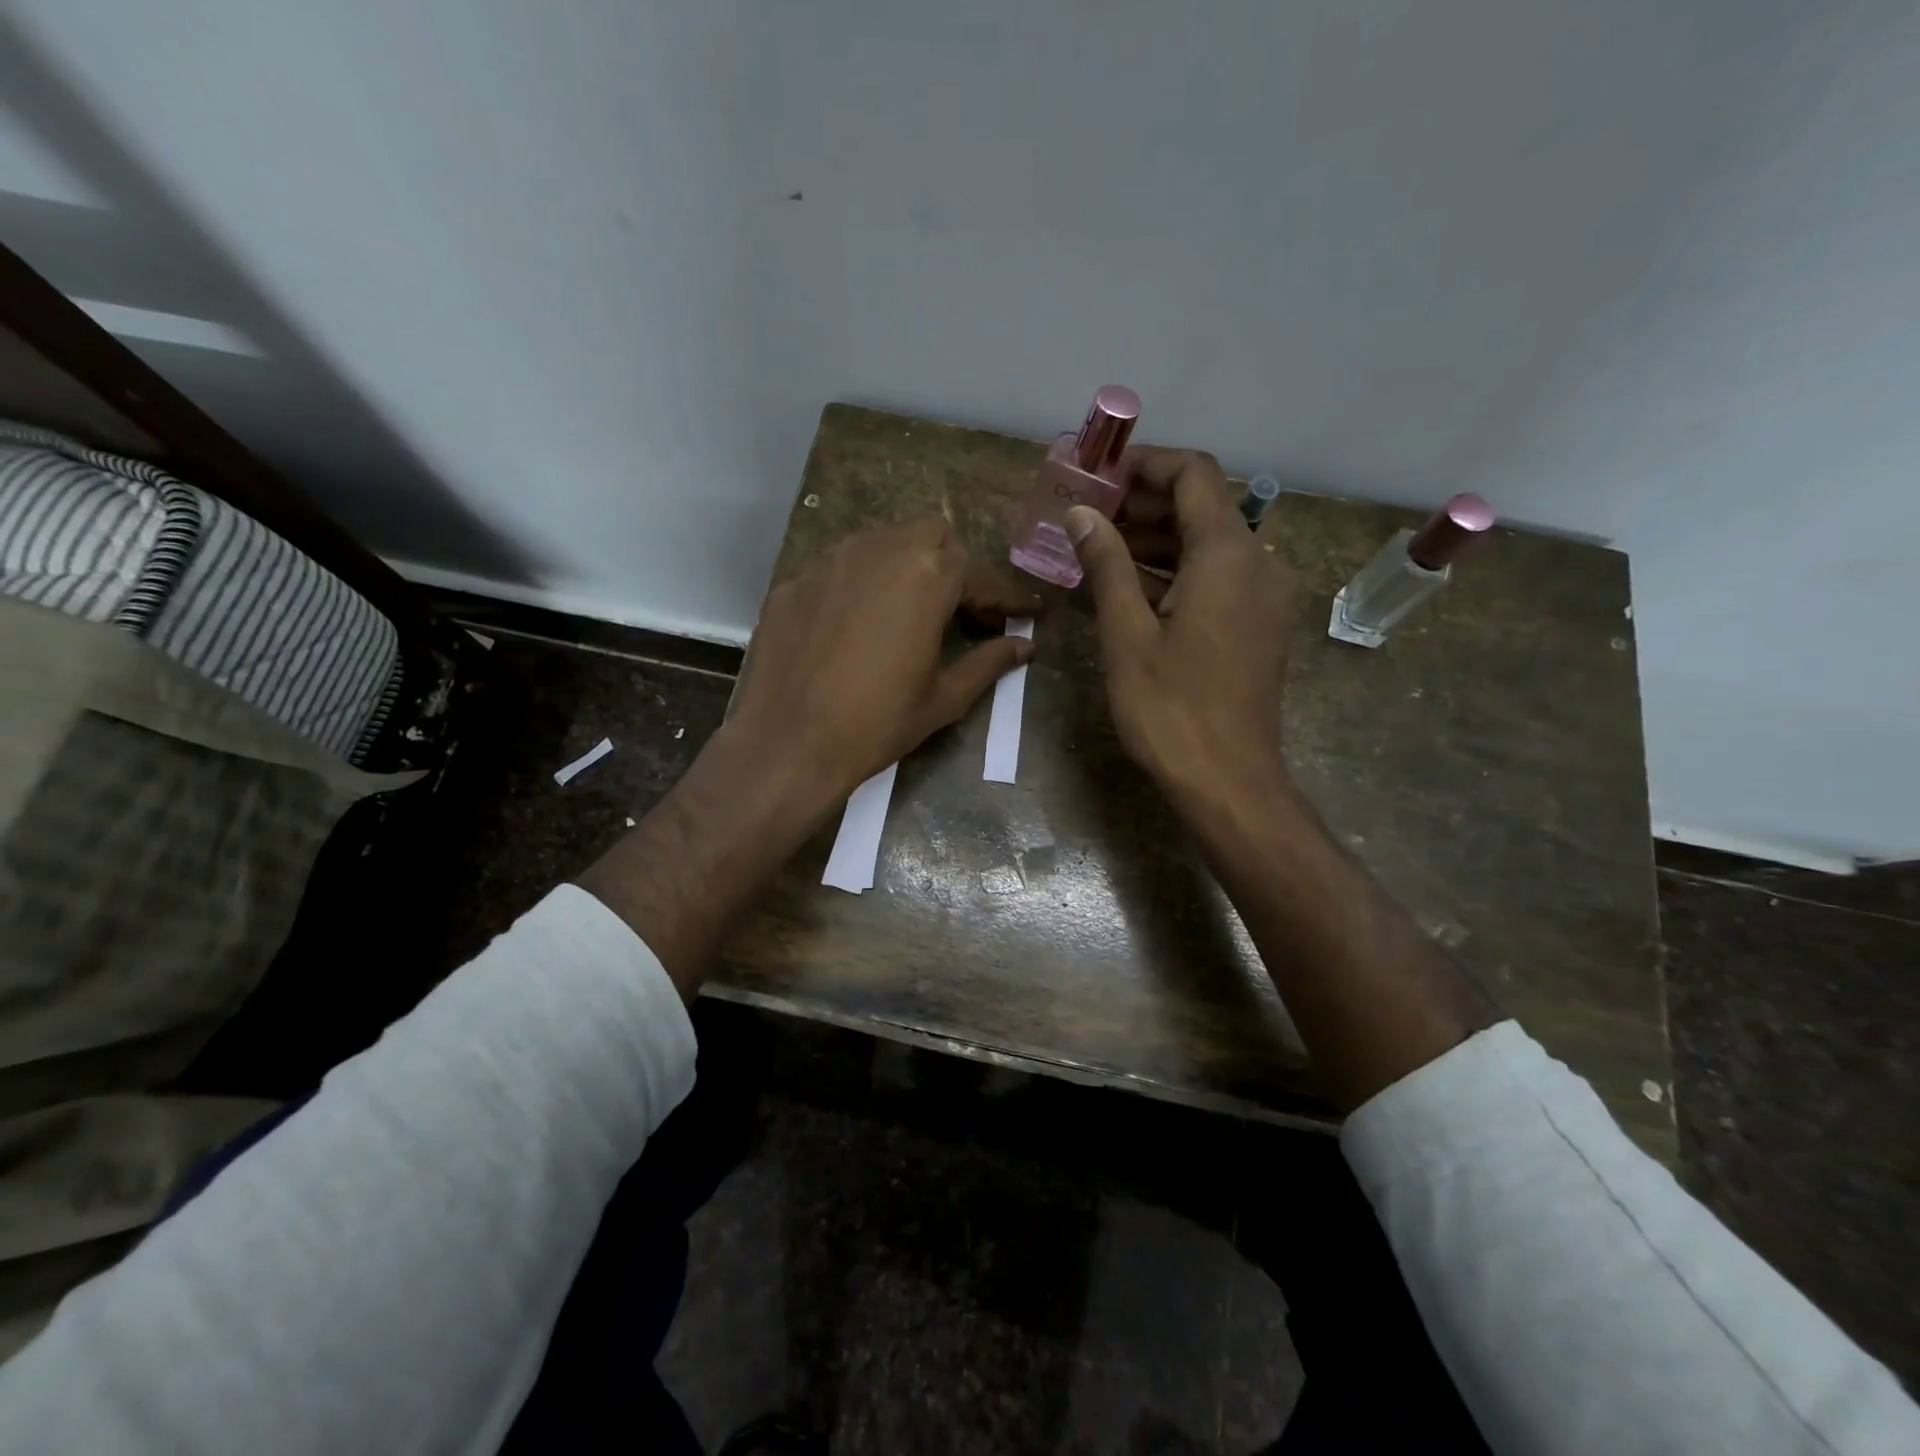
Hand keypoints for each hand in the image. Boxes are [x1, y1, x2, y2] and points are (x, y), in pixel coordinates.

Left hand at [726, 517, 1042, 801]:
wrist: (787, 744)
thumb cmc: (877, 724)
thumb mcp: (943, 698)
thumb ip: (988, 663)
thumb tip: (1024, 646)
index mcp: (926, 576)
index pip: (979, 575)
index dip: (1006, 597)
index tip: (1025, 612)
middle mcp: (878, 551)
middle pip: (932, 536)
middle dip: (955, 565)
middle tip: (962, 609)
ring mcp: (829, 563)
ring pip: (881, 544)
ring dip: (906, 568)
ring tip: (909, 612)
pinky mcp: (794, 583)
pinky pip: (839, 571)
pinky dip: (860, 588)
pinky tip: (856, 628)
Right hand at [1066, 449, 1295, 810]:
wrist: (1229, 781)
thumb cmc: (1171, 708)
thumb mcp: (1127, 634)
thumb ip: (1107, 565)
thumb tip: (1082, 514)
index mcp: (1227, 555)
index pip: (1194, 474)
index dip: (1145, 464)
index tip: (1099, 476)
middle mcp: (1258, 563)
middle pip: (1203, 507)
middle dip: (1144, 505)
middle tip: (1088, 517)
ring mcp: (1264, 596)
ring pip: (1210, 545)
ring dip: (1157, 541)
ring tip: (1099, 553)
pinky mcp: (1260, 625)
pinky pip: (1218, 578)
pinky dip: (1177, 573)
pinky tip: (1132, 591)